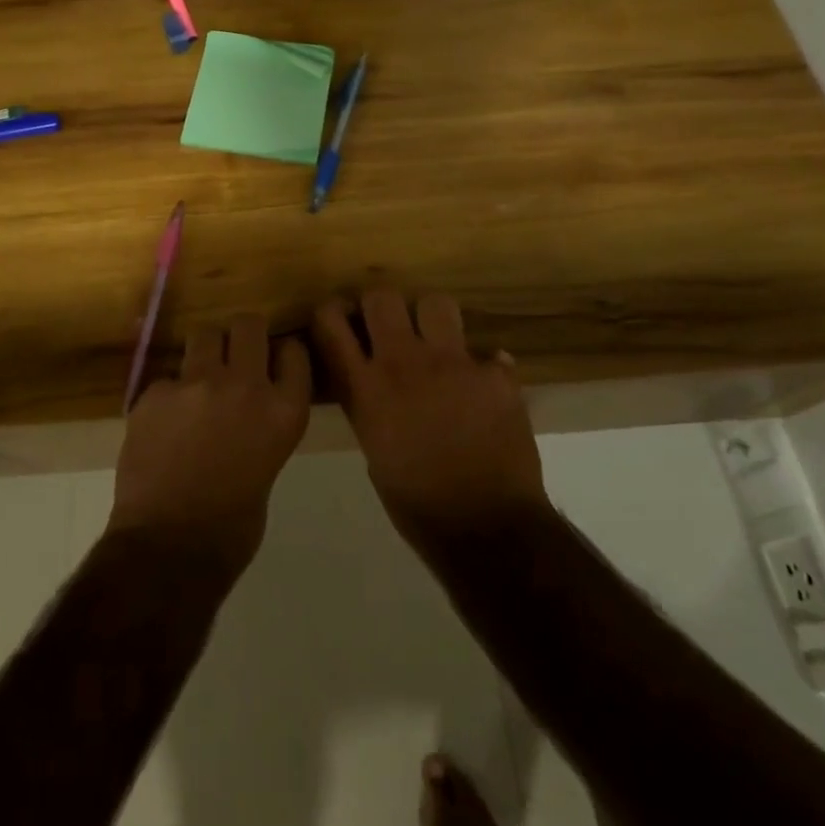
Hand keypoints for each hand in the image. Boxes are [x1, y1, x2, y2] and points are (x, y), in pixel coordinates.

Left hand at [109, 313, 311, 573]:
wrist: (170, 548)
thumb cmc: (232, 527)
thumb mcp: (268, 467)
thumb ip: (262, 427)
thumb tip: (247, 413)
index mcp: (284, 411)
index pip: (293, 352)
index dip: (282, 353)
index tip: (274, 360)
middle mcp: (245, 385)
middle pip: (248, 325)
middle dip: (242, 335)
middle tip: (233, 355)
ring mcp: (197, 384)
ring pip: (204, 335)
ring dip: (204, 352)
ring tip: (197, 380)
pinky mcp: (155, 392)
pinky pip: (167, 377)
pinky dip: (169, 394)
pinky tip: (163, 423)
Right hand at [312, 289, 548, 555]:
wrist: (484, 528)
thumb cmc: (416, 503)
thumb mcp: (374, 450)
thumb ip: (370, 406)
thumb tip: (379, 387)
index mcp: (365, 388)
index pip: (330, 323)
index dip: (332, 312)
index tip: (341, 320)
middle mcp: (403, 363)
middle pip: (382, 297)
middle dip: (382, 306)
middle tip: (390, 326)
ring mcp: (452, 364)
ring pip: (436, 303)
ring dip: (433, 320)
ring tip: (438, 343)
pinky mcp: (494, 375)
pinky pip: (488, 353)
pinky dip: (484, 368)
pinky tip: (484, 391)